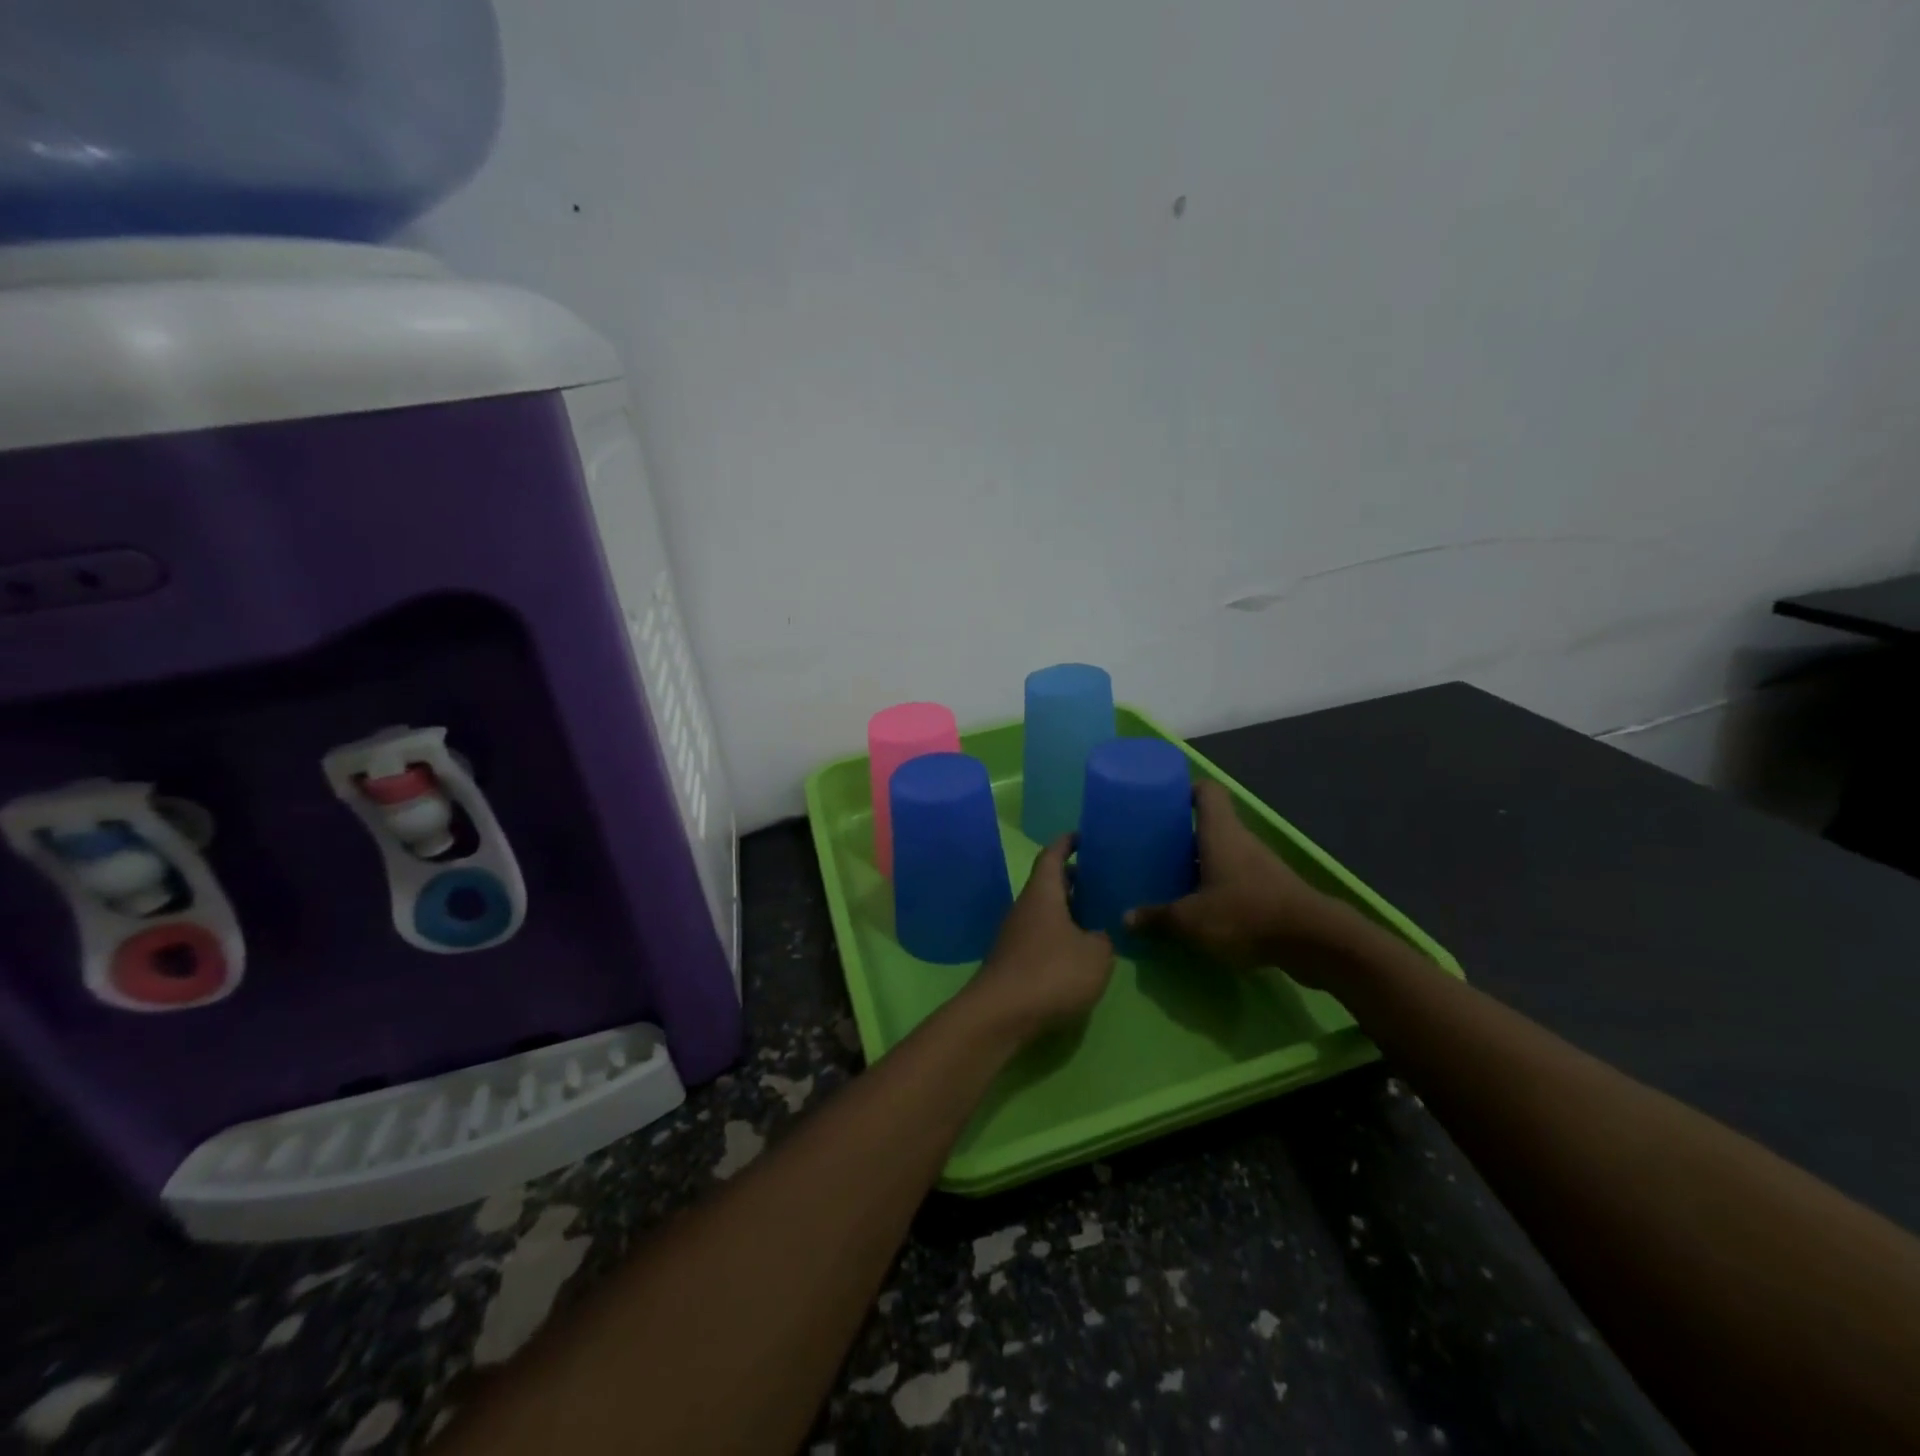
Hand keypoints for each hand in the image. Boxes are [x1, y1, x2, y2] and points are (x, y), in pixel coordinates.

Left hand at [962, 837, 1115, 1038]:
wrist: (1001, 1014)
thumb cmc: (1051, 973)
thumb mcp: (1095, 955)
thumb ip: (1103, 940)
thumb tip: (1099, 934)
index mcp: (1043, 893)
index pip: (1052, 856)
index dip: (1067, 843)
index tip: (1082, 836)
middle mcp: (1025, 907)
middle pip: (1048, 883)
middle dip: (1072, 879)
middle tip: (1100, 879)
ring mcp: (1015, 934)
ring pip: (1044, 910)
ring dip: (1067, 909)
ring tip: (1096, 915)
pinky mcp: (1014, 959)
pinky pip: (1040, 934)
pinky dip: (1059, 933)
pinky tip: (1078, 949)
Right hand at [1125, 781, 1360, 984]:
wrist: (1314, 942)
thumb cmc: (1245, 914)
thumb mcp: (1191, 920)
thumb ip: (1157, 917)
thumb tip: (1125, 918)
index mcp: (1220, 832)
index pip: (1206, 791)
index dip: (1185, 790)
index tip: (1162, 803)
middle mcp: (1241, 841)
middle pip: (1210, 825)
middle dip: (1182, 835)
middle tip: (1154, 849)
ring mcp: (1260, 865)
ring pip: (1223, 854)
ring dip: (1200, 864)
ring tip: (1171, 880)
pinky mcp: (1272, 890)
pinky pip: (1237, 879)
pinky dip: (1218, 887)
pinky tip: (1201, 909)